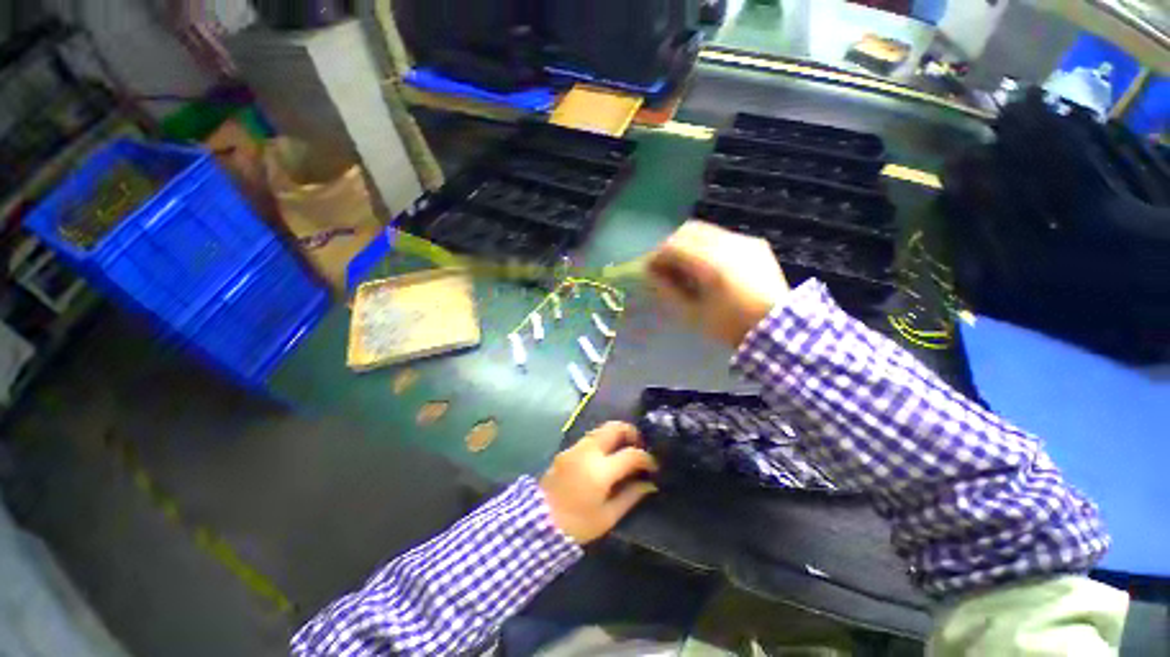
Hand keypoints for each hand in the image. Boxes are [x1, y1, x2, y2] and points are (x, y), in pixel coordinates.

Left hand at [540, 422, 658, 544]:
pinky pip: (590, 437)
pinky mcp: (567, 449)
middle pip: (614, 427)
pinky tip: (606, 456)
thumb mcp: (607, 516)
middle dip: (631, 432)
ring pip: (601, 429)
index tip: (653, 466)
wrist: (538, 522)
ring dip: (616, 434)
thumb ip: (630, 496)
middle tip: (639, 445)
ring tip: (624, 450)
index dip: (646, 458)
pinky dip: (603, 440)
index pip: (631, 454)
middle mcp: (588, 451)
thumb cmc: (576, 524)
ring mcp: (576, 447)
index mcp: (600, 470)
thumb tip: (649, 484)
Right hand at [648, 221, 788, 348]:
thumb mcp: (693, 314)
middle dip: (669, 244)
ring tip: (680, 263)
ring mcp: (744, 241)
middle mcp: (728, 244)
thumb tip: (652, 274)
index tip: (647, 268)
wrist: (777, 328)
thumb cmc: (730, 325)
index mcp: (711, 264)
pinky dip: (704, 243)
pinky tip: (703, 262)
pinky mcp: (754, 243)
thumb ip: (668, 290)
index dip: (655, 255)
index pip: (673, 246)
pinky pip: (721, 235)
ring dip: (686, 242)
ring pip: (704, 230)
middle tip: (662, 264)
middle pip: (687, 231)